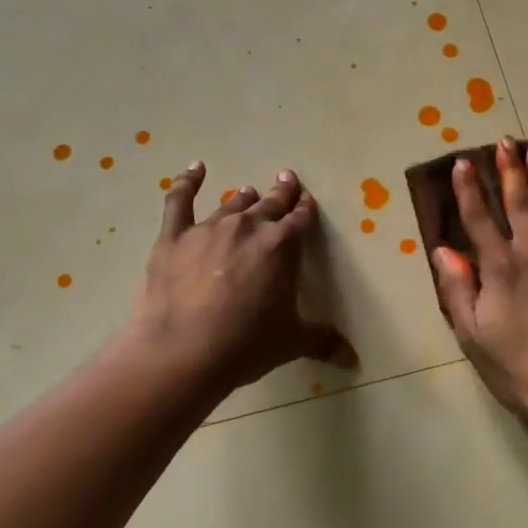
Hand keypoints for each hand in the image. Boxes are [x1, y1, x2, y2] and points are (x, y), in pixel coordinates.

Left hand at [124, 163, 355, 399]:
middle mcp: (249, 228)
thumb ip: (323, 341)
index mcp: (282, 246)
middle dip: (281, 193)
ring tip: (249, 192)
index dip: (305, 210)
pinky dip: (187, 182)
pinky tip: (195, 169)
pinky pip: (180, 200)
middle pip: (270, 204)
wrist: (184, 350)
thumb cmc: (246, 344)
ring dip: (245, 198)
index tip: (307, 201)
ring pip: (232, 204)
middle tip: (287, 181)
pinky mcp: (175, 236)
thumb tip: (353, 358)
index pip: (300, 220)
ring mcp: (210, 228)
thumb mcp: (292, 342)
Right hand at [434, 138, 527, 427]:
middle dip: (510, 171)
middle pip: (521, 204)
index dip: (469, 190)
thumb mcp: (472, 334)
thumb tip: (443, 250)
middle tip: (505, 141)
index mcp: (500, 269)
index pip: (479, 220)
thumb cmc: (516, 367)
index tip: (463, 161)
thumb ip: (457, 289)